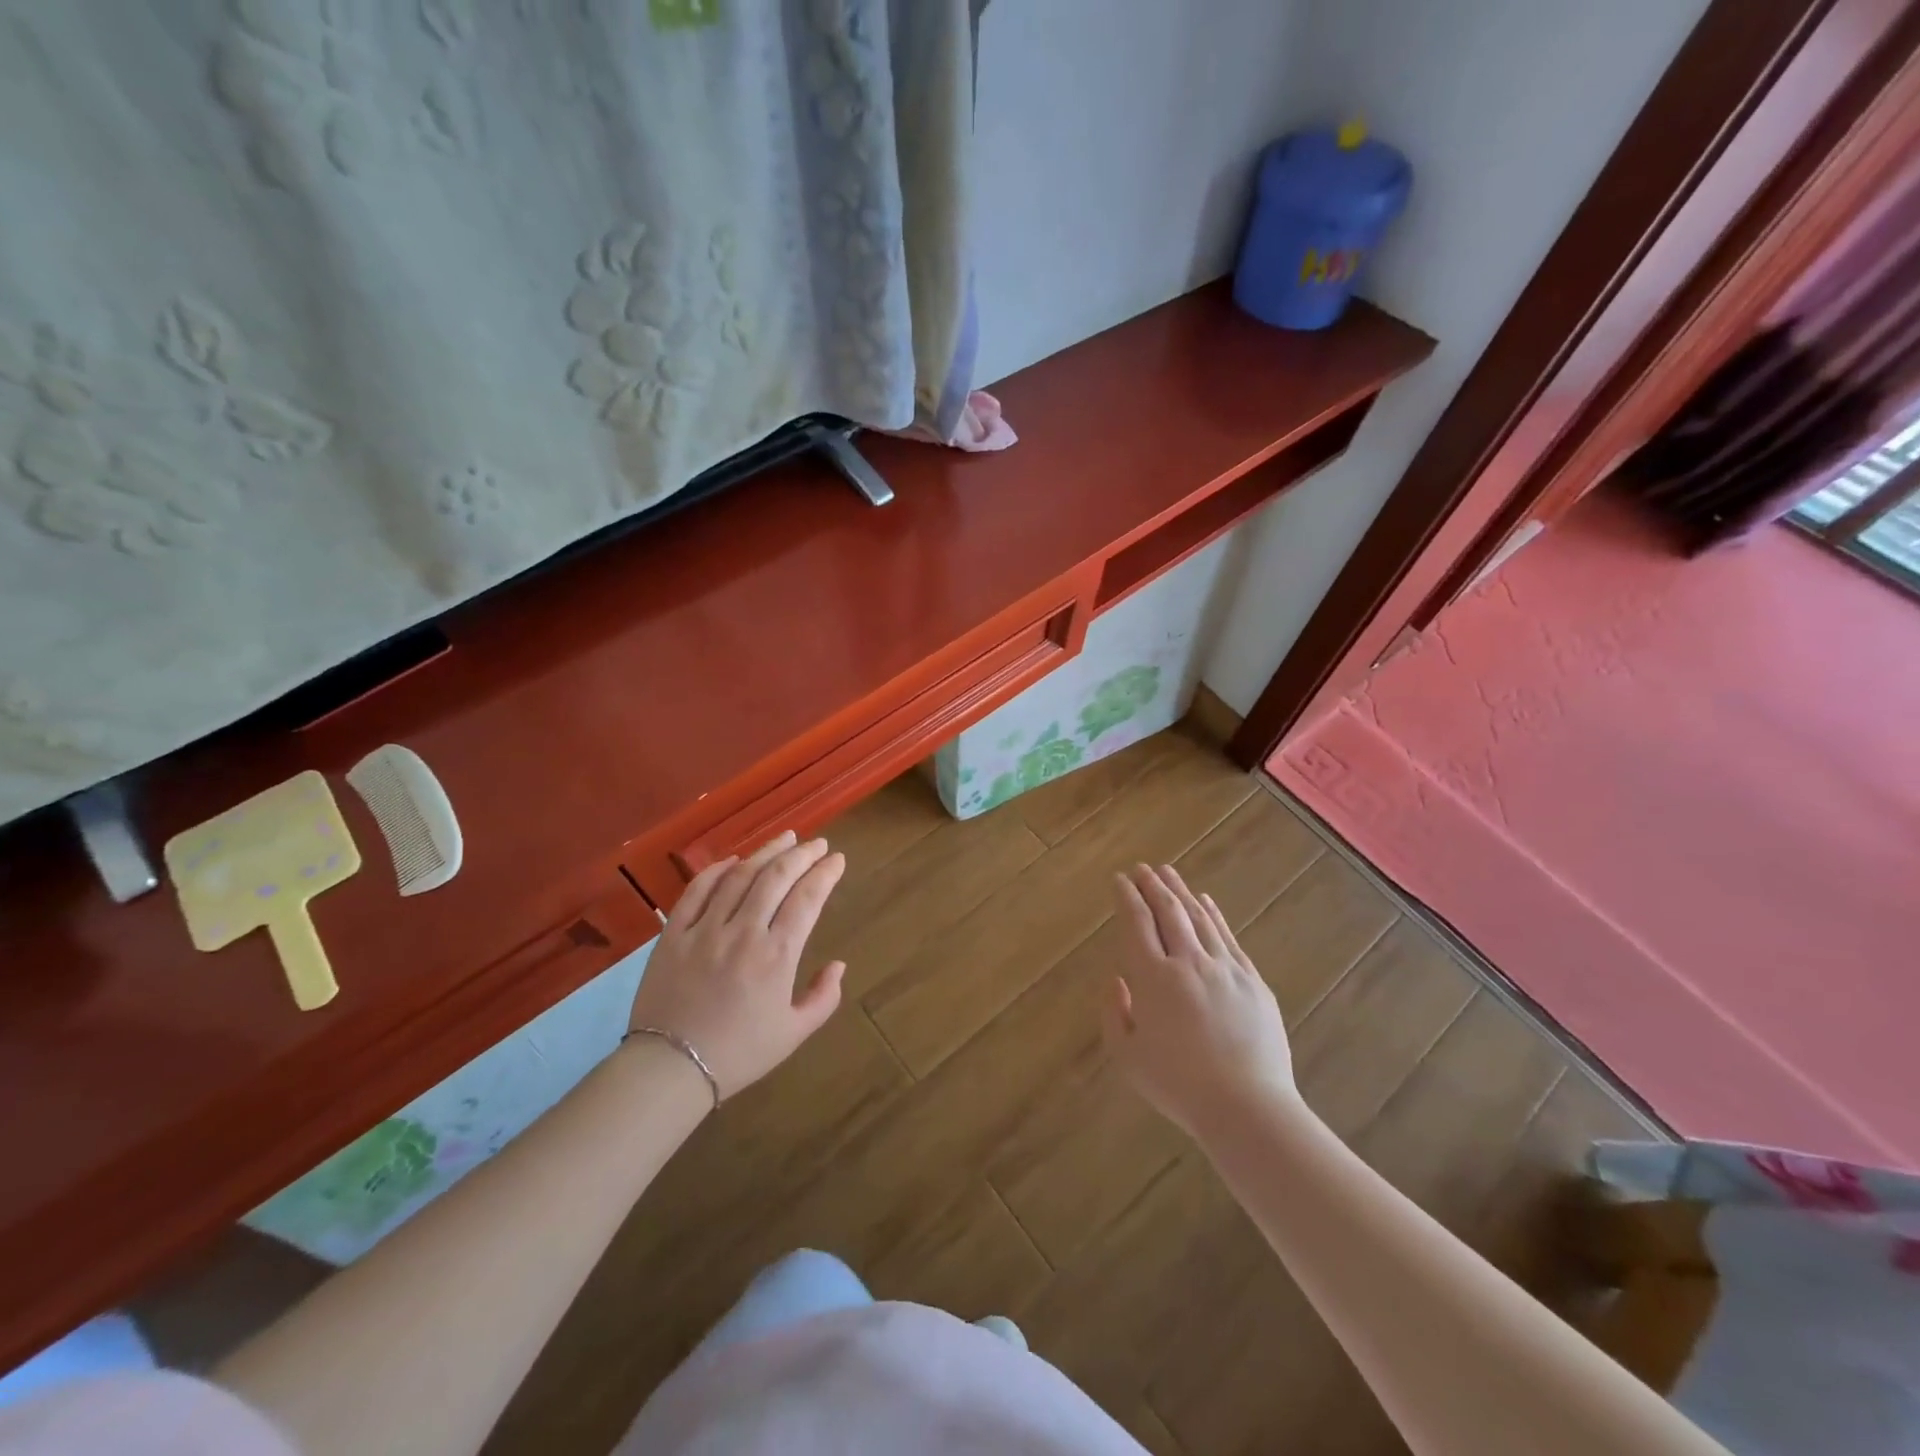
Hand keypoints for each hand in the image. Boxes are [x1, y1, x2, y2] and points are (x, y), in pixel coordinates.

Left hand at [625, 831, 846, 1100]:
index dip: (825, 873)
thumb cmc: (739, 1054)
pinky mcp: (674, 934)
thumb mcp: (794, 1033)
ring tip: (785, 838)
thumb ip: (823, 997)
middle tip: (817, 843)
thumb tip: (839, 964)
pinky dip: (717, 870)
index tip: (838, 859)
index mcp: (777, 956)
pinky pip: (697, 891)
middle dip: (802, 854)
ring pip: (740, 876)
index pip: (807, 898)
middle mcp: (743, 933)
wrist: (670, 1070)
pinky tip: (733, 861)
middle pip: (776, 877)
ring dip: (766, 852)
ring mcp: (705, 929)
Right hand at [1104, 863, 1297, 1138]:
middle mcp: (1188, 962)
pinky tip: (1206, 901)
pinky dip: (1214, 914)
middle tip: (1142, 868)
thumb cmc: (1179, 1086)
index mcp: (1153, 978)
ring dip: (1181, 892)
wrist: (1247, 1107)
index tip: (1119, 880)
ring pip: (1199, 918)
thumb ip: (1115, 1013)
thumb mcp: (1128, 1057)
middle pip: (1168, 912)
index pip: (1137, 924)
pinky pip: (1228, 936)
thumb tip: (1117, 979)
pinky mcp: (1252, 980)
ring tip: (1168, 873)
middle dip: (1152, 886)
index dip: (1127, 898)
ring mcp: (1224, 968)